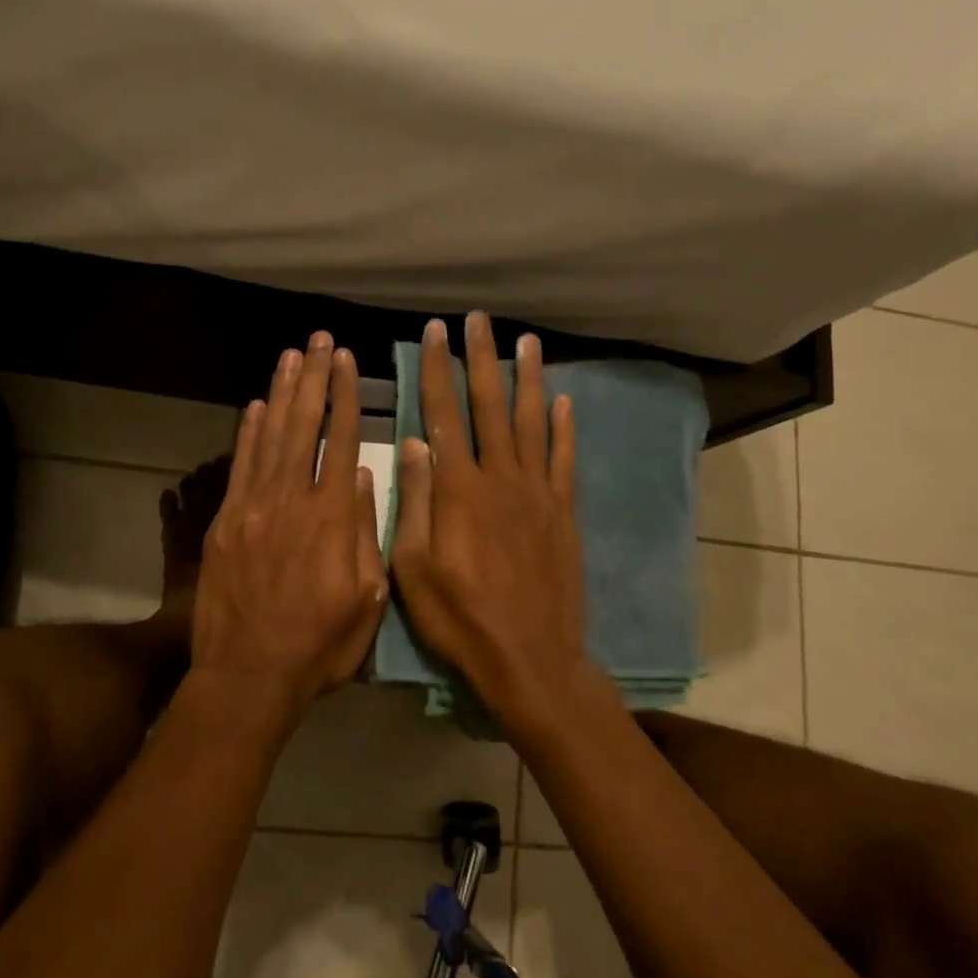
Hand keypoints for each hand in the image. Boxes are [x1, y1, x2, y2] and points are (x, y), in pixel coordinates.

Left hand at [191, 331, 387, 712]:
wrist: (249, 675)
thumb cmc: (320, 645)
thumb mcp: (367, 599)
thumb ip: (365, 533)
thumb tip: (360, 476)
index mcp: (331, 519)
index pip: (341, 442)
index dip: (345, 398)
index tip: (347, 361)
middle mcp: (291, 501)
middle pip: (302, 428)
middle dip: (313, 380)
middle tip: (318, 341)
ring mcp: (252, 509)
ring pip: (269, 438)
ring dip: (281, 395)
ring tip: (290, 357)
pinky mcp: (225, 523)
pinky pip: (238, 467)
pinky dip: (247, 434)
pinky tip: (255, 407)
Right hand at [390, 313, 588, 723]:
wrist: (529, 657)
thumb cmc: (459, 618)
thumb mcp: (413, 567)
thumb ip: (414, 502)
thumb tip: (415, 443)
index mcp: (458, 491)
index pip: (444, 415)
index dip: (439, 371)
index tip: (436, 333)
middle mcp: (500, 479)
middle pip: (490, 407)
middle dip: (482, 359)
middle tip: (480, 320)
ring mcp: (537, 494)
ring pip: (532, 423)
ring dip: (526, 380)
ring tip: (525, 342)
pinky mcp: (562, 513)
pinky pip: (564, 460)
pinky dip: (564, 428)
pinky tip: (564, 401)